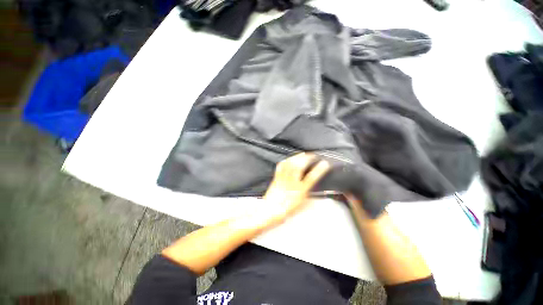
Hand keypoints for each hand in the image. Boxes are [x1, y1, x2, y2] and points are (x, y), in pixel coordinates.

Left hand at [261, 153, 329, 226]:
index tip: (325, 163)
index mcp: (299, 191)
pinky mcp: (276, 177)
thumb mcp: (301, 204)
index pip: (311, 178)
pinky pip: (281, 166)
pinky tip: (290, 158)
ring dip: (298, 157)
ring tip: (304, 154)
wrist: (269, 211)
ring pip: (290, 164)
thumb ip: (309, 196)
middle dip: (307, 158)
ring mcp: (283, 178)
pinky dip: (286, 160)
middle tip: (313, 155)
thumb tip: (317, 189)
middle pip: (299, 167)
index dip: (319, 170)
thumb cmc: (287, 209)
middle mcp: (291, 183)